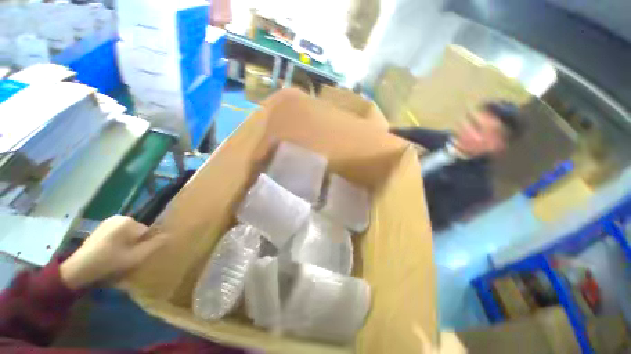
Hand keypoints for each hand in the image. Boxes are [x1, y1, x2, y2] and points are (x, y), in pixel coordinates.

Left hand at [60, 216, 166, 289]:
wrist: (77, 270)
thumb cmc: (108, 263)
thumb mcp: (136, 257)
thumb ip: (155, 245)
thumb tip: (169, 235)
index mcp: (129, 221)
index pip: (148, 232)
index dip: (145, 246)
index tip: (137, 257)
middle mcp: (120, 217)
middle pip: (138, 233)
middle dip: (136, 245)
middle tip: (127, 259)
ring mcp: (108, 222)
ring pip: (128, 234)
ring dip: (127, 245)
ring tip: (118, 258)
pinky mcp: (101, 228)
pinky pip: (118, 235)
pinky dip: (118, 244)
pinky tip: (110, 254)